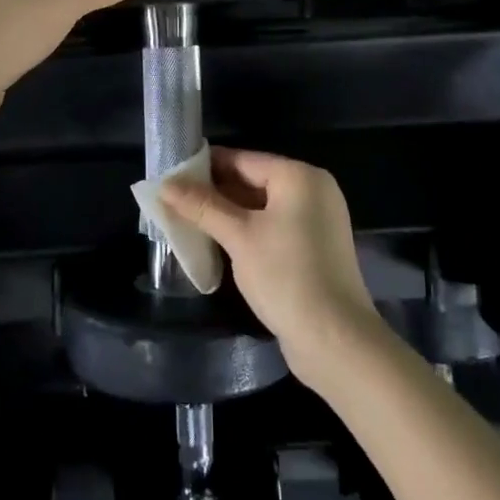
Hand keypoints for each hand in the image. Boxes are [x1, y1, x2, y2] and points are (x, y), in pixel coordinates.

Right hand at [159, 149, 379, 386]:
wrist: (335, 340)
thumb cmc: (286, 276)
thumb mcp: (239, 237)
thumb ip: (202, 206)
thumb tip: (164, 185)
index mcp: (300, 176)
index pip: (244, 159)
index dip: (206, 165)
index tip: (171, 173)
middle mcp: (313, 190)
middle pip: (254, 180)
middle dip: (215, 192)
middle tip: (174, 199)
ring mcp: (317, 220)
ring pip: (262, 206)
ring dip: (228, 213)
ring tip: (187, 218)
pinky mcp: (315, 247)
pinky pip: (274, 226)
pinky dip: (248, 230)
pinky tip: (218, 240)